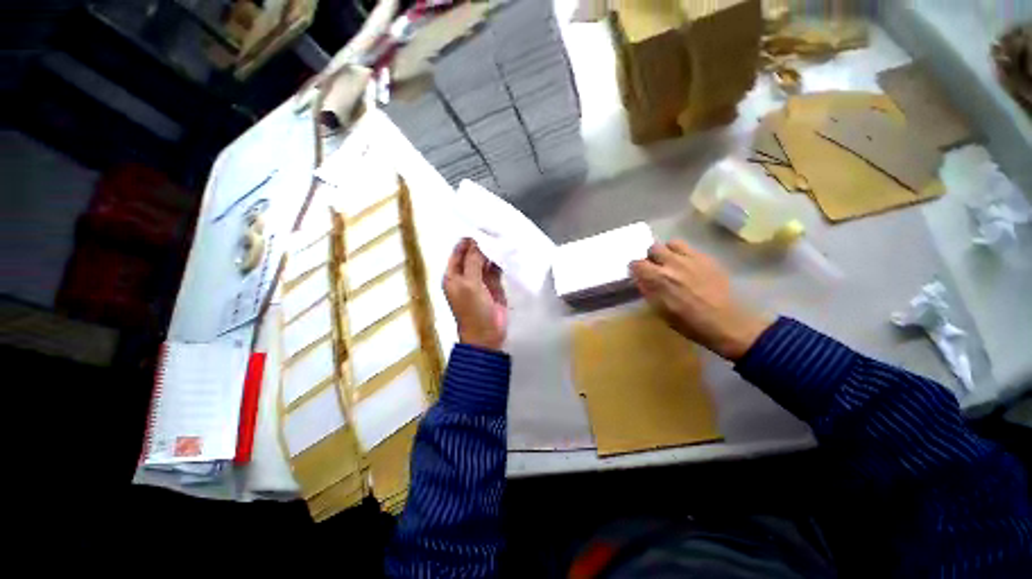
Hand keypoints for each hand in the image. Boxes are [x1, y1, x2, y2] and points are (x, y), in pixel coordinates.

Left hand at [443, 238, 507, 350]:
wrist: (486, 334)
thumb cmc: (472, 309)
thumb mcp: (469, 284)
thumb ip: (473, 261)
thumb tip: (476, 241)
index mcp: (453, 275)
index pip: (459, 251)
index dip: (468, 239)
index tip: (481, 226)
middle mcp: (465, 275)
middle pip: (473, 254)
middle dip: (482, 243)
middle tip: (496, 228)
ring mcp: (480, 280)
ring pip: (485, 260)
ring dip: (493, 251)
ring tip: (503, 235)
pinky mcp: (494, 284)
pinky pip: (496, 268)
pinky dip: (501, 260)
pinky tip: (508, 250)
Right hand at [630, 240, 770, 360]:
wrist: (726, 322)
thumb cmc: (688, 322)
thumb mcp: (659, 310)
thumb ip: (648, 291)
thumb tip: (641, 280)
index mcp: (657, 278)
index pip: (636, 263)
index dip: (636, 269)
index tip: (638, 275)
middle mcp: (672, 263)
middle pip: (653, 248)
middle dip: (651, 257)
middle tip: (655, 268)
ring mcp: (691, 258)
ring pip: (672, 243)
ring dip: (668, 252)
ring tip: (672, 263)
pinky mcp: (707, 258)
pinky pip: (690, 248)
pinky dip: (684, 254)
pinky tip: (689, 267)